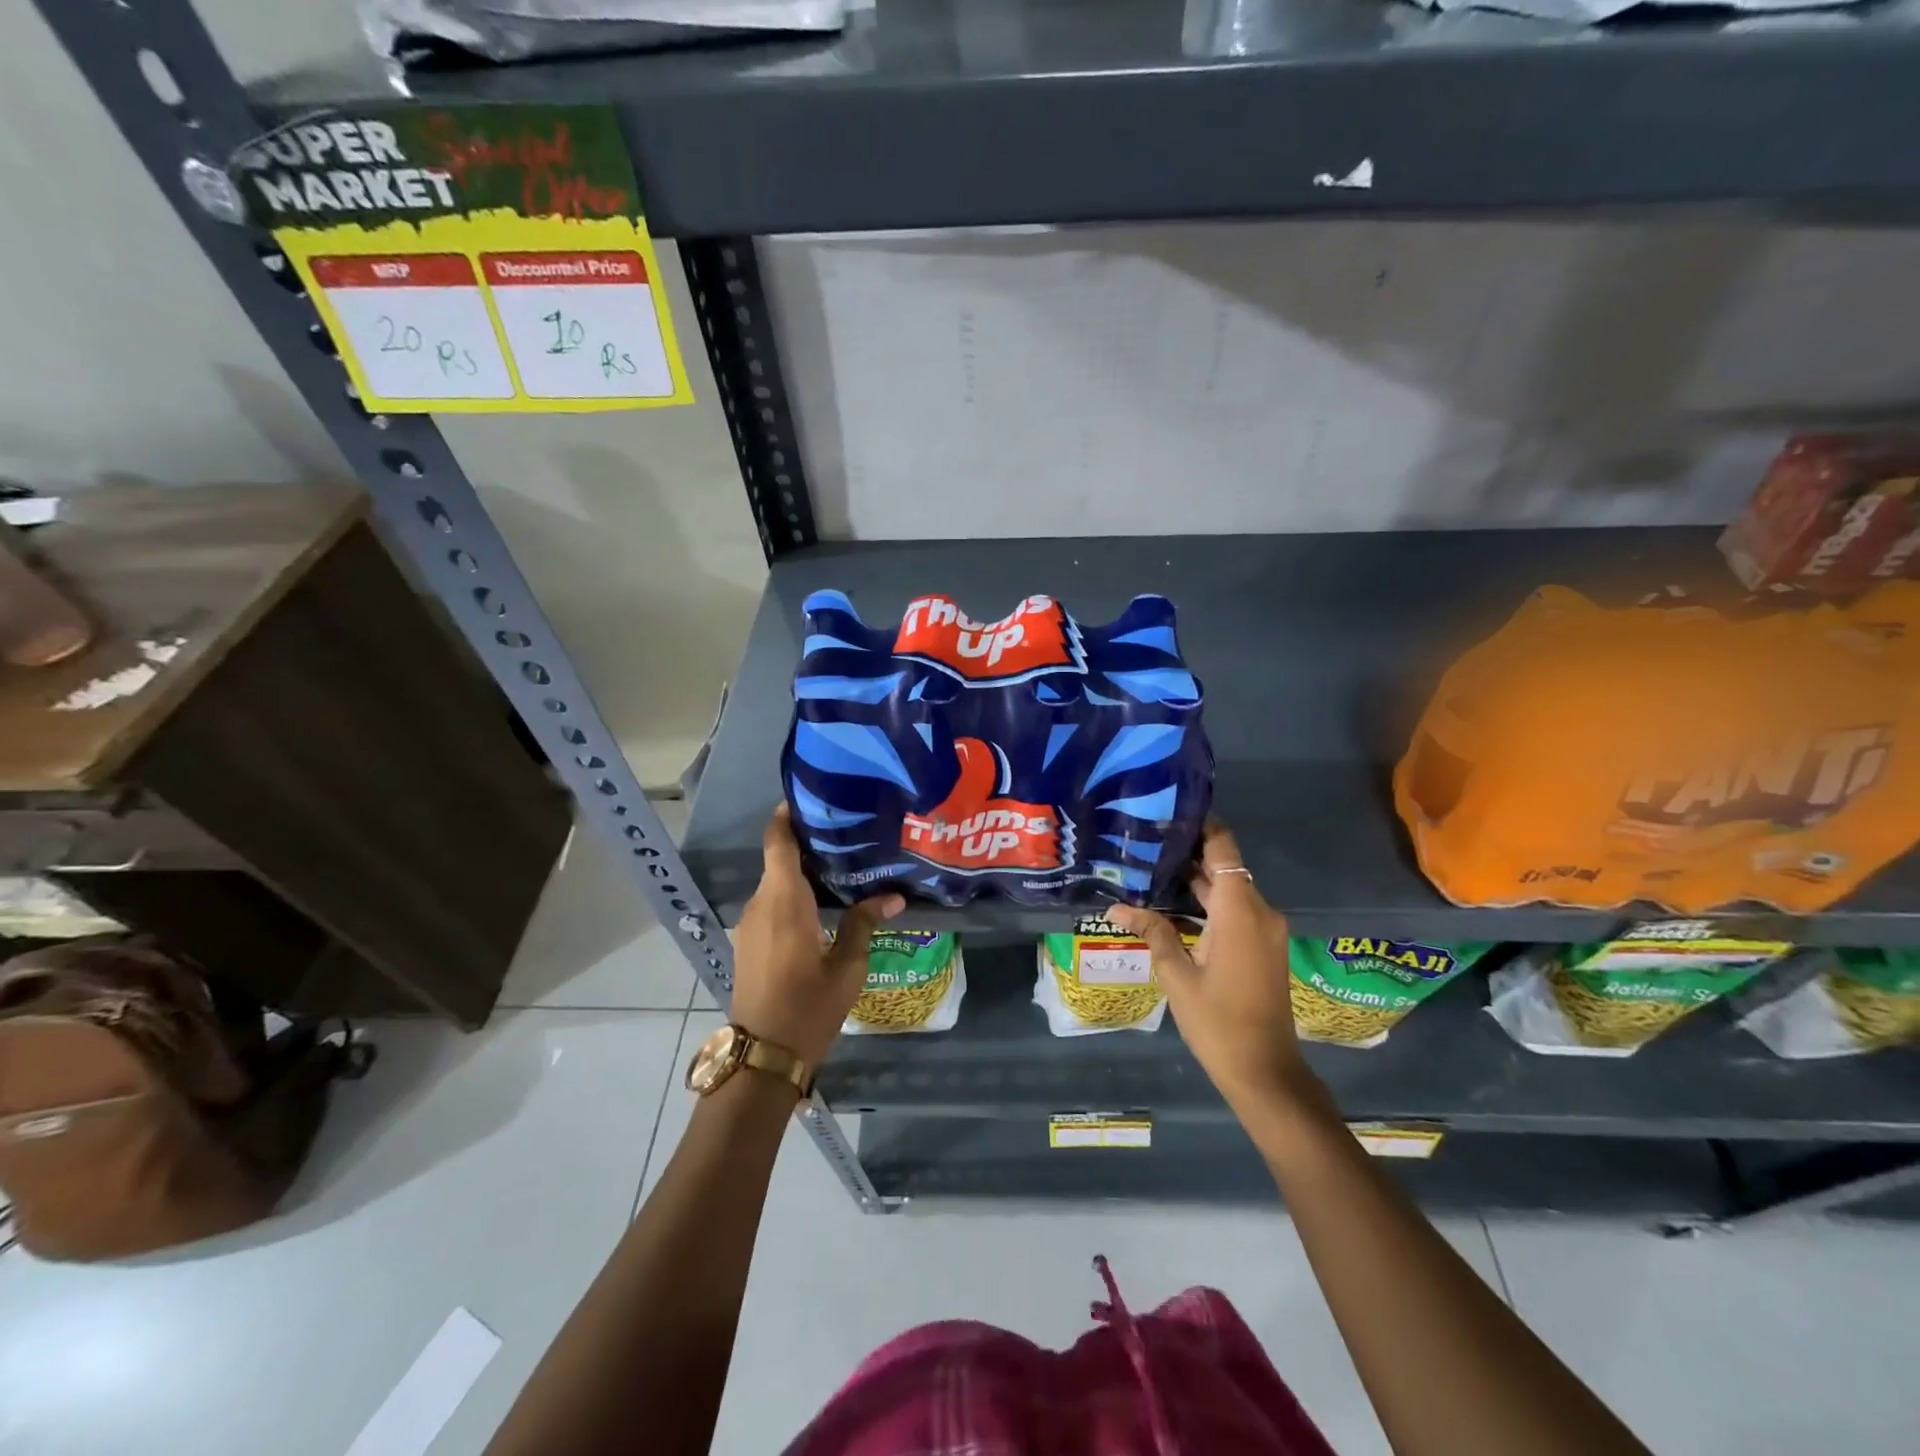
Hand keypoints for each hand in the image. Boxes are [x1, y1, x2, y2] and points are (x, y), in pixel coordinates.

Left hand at [729, 805, 903, 1065]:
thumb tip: (893, 897)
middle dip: (808, 845)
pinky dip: (793, 896)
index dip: (788, 815)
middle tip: (848, 836)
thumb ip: (864, 923)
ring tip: (842, 868)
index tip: (813, 799)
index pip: (777, 840)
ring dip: (802, 873)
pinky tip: (822, 905)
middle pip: (779, 860)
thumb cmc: (808, 1005)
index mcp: (782, 900)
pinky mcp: (749, 943)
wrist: (762, 1055)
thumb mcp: (846, 966)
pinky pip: (771, 905)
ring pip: (775, 884)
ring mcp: (750, 925)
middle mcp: (760, 904)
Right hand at [1108, 821, 1314, 1117]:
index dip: (1201, 826)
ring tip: (1151, 871)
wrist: (1266, 1072)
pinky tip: (1174, 906)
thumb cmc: (1218, 1022)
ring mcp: (1265, 930)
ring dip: (1196, 882)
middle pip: (1224, 868)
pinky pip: (1236, 911)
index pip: (1224, 848)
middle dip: (1187, 855)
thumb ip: (1152, 932)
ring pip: (1229, 890)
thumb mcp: (1177, 975)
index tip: (1167, 814)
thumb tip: (1116, 908)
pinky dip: (1209, 903)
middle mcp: (1259, 911)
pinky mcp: (1264, 946)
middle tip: (1144, 844)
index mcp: (1240, 910)